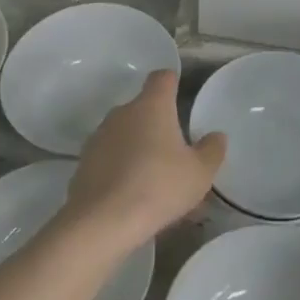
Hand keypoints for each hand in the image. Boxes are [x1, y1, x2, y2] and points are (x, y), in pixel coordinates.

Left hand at [63, 70, 225, 250]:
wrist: (102, 222)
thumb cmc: (159, 186)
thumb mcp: (200, 172)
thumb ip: (212, 150)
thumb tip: (216, 136)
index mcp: (151, 106)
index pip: (162, 78)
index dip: (172, 82)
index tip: (181, 94)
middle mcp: (122, 114)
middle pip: (143, 108)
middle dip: (158, 124)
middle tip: (175, 151)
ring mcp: (98, 138)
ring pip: (125, 135)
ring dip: (138, 148)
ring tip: (155, 180)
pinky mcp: (83, 164)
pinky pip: (109, 159)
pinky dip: (121, 170)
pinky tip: (132, 196)